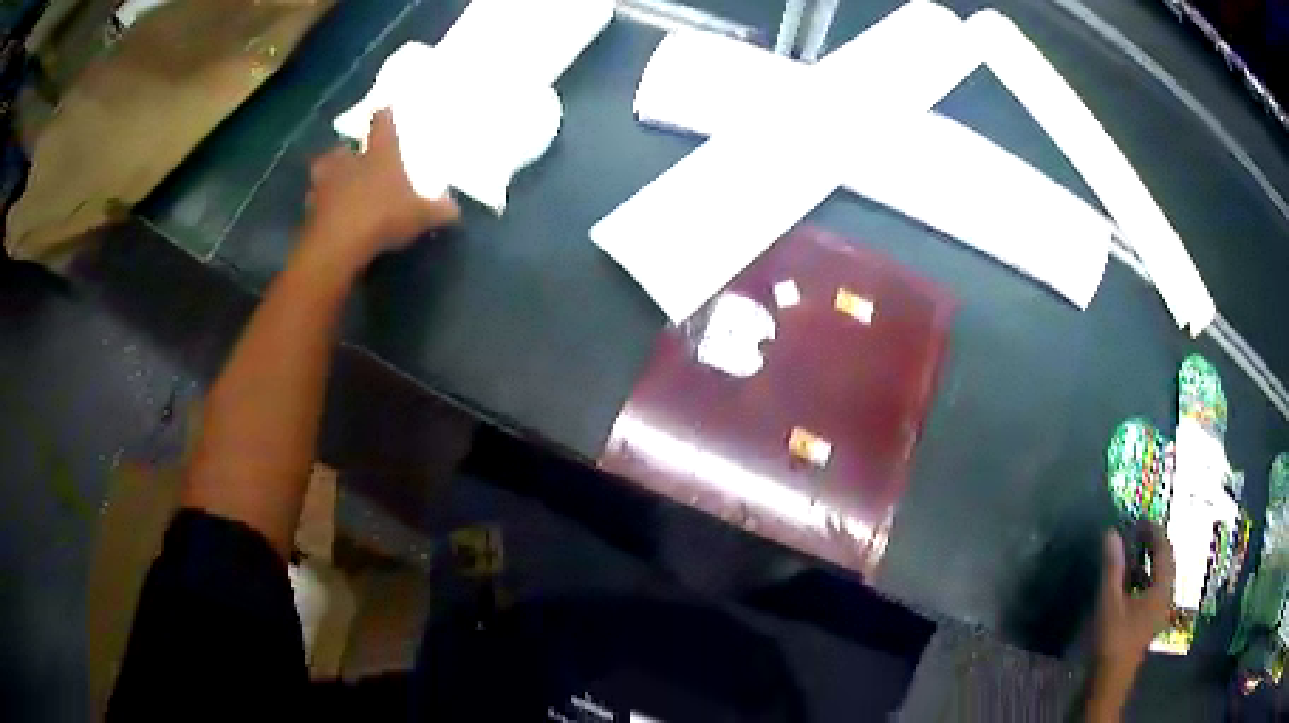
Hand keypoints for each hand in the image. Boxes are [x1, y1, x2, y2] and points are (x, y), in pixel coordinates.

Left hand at [303, 108, 459, 273]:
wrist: (338, 245)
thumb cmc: (382, 217)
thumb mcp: (420, 216)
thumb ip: (438, 211)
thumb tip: (455, 210)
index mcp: (379, 155)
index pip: (381, 125)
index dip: (383, 117)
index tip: (383, 111)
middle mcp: (348, 163)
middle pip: (341, 150)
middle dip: (343, 153)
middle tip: (347, 158)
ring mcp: (324, 187)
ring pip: (321, 175)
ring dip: (325, 179)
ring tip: (332, 188)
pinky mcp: (309, 213)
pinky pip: (314, 206)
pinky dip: (319, 209)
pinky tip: (327, 217)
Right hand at [1088, 523, 1174, 718]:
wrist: (1109, 681)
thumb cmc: (1113, 640)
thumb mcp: (1110, 602)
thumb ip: (1112, 567)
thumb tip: (1111, 532)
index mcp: (1162, 588)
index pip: (1164, 549)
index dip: (1154, 531)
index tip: (1140, 520)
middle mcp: (1166, 595)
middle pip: (1166, 561)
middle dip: (1154, 544)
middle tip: (1138, 532)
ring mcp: (1160, 609)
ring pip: (1160, 576)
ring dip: (1149, 561)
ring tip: (1133, 552)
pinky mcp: (1150, 620)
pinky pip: (1154, 589)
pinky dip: (1145, 577)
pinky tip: (1131, 581)